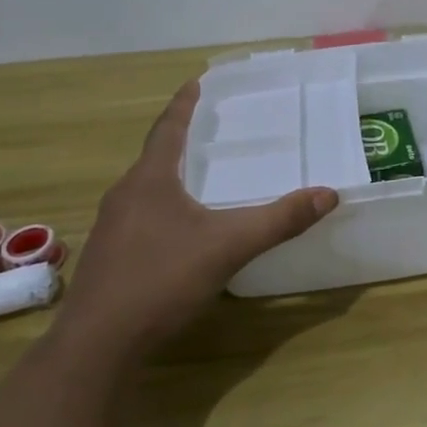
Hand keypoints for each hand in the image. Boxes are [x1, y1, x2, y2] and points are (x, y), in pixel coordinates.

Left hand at [57, 79, 337, 357]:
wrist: (98, 344)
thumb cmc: (161, 280)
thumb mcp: (229, 246)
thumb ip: (279, 220)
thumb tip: (328, 194)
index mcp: (149, 181)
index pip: (167, 129)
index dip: (184, 105)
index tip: (195, 82)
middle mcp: (124, 196)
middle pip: (154, 157)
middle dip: (179, 140)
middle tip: (208, 129)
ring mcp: (111, 229)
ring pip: (144, 190)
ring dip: (169, 176)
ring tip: (196, 176)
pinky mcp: (109, 258)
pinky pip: (139, 218)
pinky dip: (162, 208)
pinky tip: (179, 230)